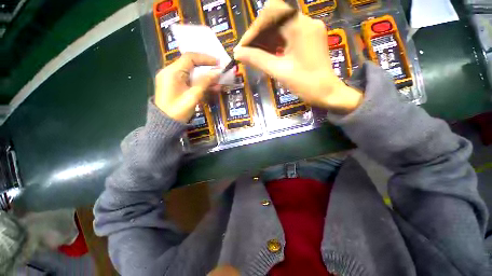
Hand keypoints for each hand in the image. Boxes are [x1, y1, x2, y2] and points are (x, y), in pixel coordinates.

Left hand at [155, 53, 220, 122]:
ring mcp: (172, 79)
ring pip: (191, 73)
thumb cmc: (178, 111)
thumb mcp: (193, 96)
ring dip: (205, 77)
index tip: (218, 63)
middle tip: (219, 73)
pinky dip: (199, 83)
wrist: (165, 124)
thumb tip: (217, 72)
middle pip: (191, 64)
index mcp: (172, 72)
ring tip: (217, 83)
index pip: (190, 57)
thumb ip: (205, 83)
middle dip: (206, 68)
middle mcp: (170, 72)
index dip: (205, 58)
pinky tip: (210, 88)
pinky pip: (189, 80)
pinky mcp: (174, 85)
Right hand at [234, 0, 362, 113]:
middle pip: (275, 18)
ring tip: (253, 56)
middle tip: (247, 52)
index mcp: (300, 27)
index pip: (271, 14)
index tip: (243, 48)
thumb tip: (237, 53)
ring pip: (280, 27)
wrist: (327, 93)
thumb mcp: (279, 72)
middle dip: (258, 35)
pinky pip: (287, 35)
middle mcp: (305, 22)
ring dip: (265, 40)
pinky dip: (274, 44)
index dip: (253, 30)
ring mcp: (308, 30)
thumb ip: (258, 60)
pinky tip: (266, 55)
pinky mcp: (308, 39)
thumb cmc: (306, 84)